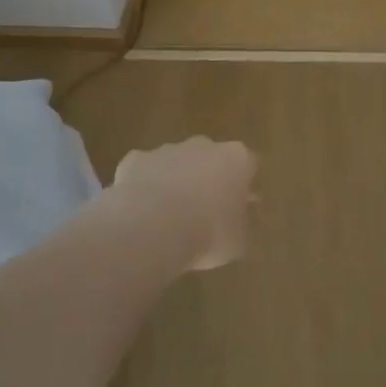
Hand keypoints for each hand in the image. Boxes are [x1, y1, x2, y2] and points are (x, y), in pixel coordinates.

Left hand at [113, 137, 257, 270]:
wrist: (154, 226)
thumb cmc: (208, 233)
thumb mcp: (239, 241)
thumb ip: (244, 223)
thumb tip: (245, 214)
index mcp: (235, 159)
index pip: (248, 164)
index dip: (244, 186)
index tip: (240, 206)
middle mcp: (204, 145)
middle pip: (211, 158)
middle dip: (208, 178)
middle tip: (204, 212)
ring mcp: (168, 149)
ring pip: (176, 162)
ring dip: (176, 182)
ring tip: (170, 218)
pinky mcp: (137, 158)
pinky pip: (145, 171)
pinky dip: (145, 187)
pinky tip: (142, 214)